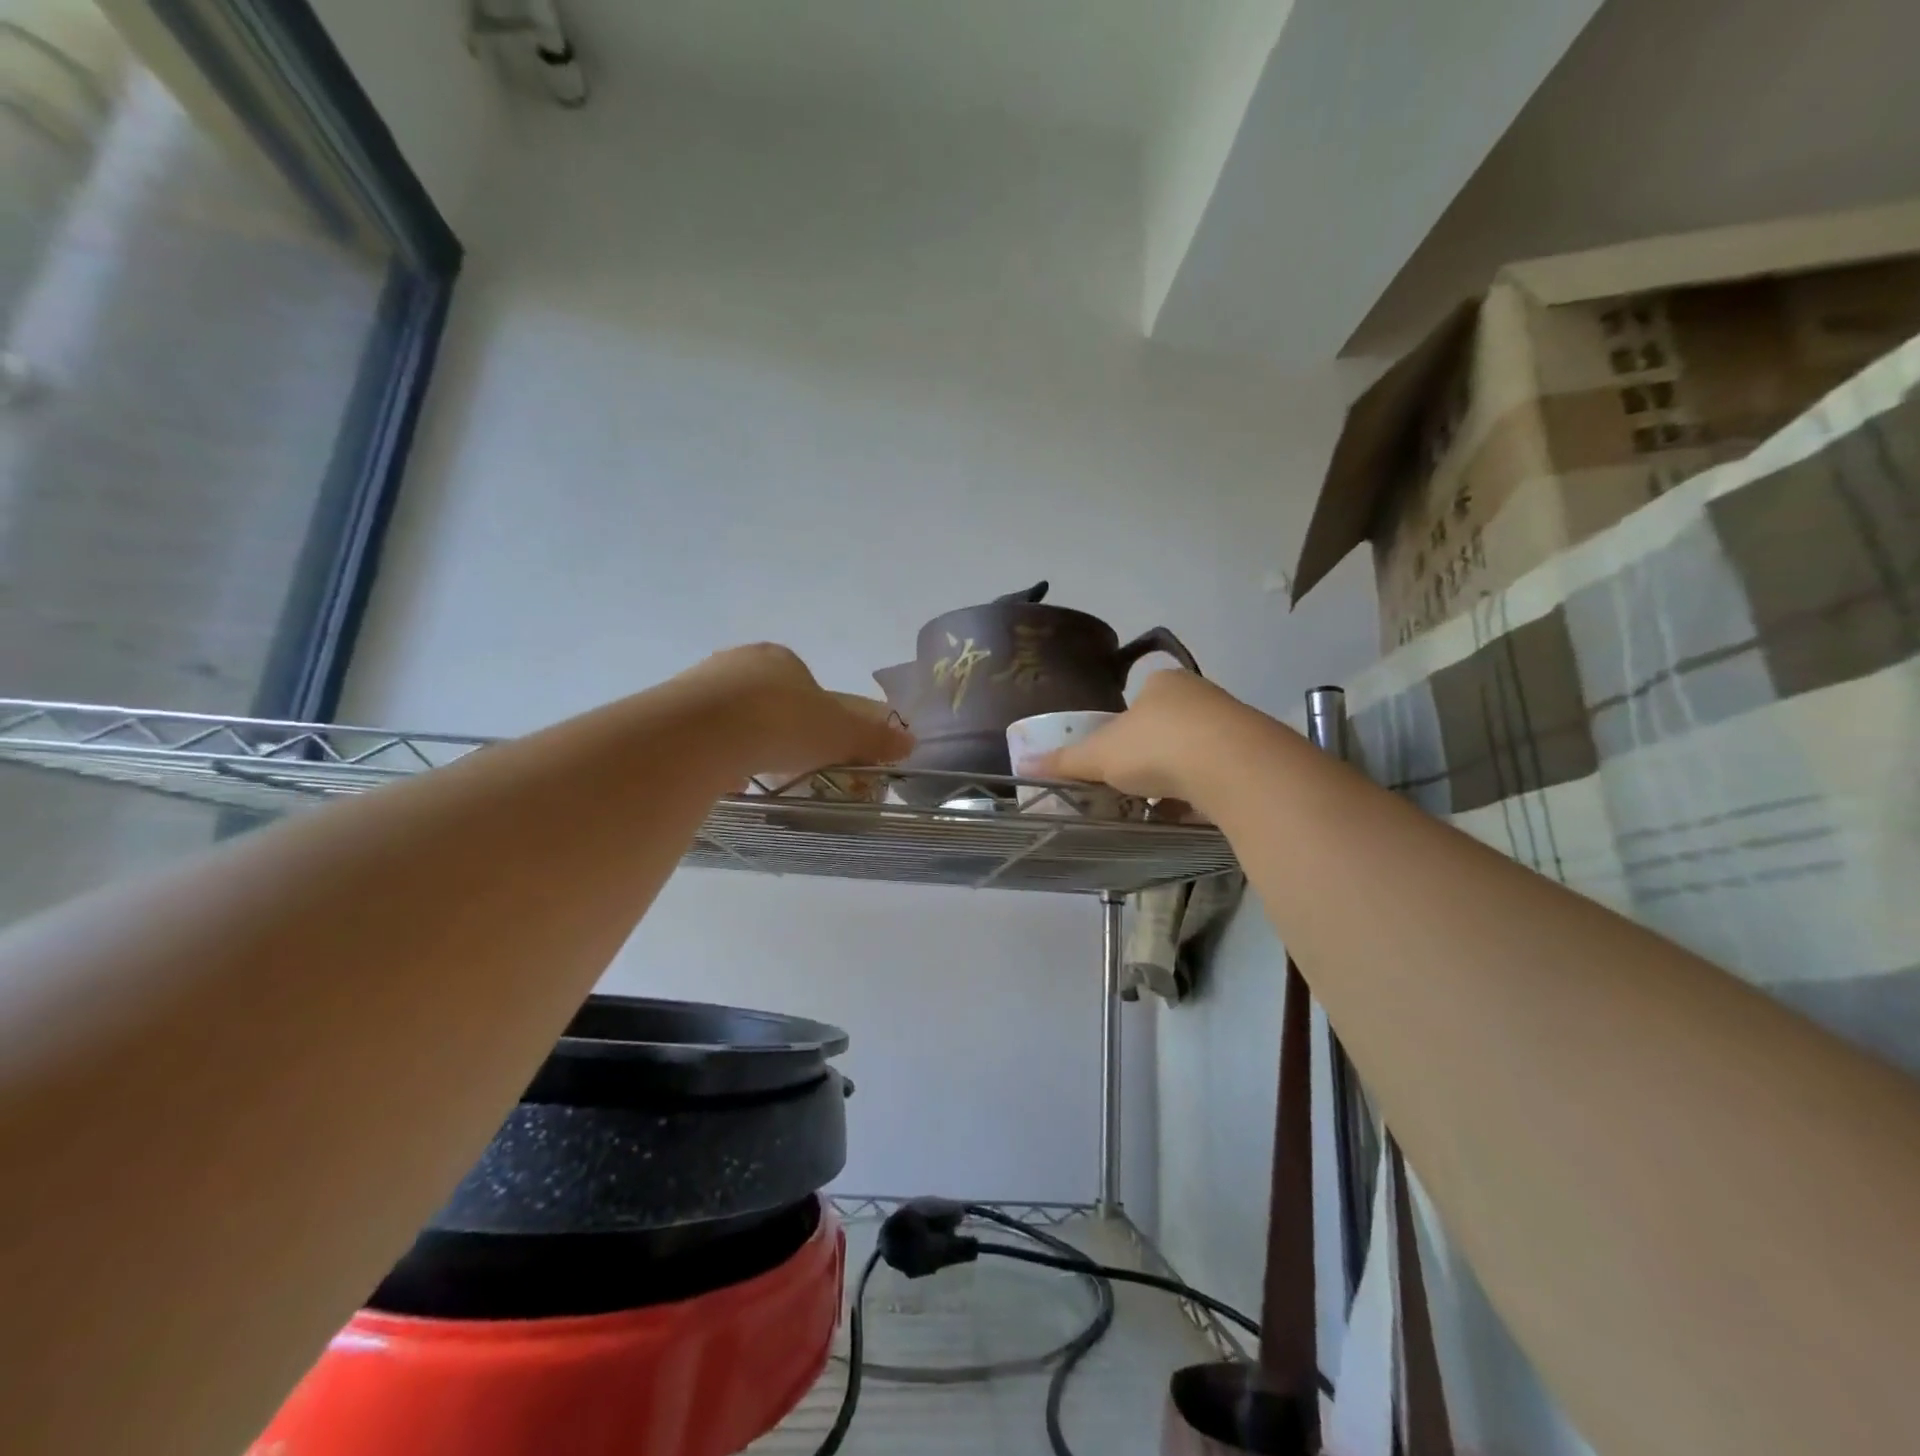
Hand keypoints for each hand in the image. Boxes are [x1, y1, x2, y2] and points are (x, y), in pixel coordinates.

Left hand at [673, 644, 913, 779]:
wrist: (704, 732)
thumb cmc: (783, 722)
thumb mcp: (841, 734)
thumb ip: (873, 738)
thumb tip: (909, 742)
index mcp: (781, 658)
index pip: (804, 683)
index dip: (816, 715)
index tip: (817, 745)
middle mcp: (737, 662)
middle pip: (766, 698)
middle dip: (778, 729)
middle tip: (787, 763)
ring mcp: (699, 683)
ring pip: (731, 716)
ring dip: (744, 741)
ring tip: (752, 775)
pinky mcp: (670, 710)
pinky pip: (701, 734)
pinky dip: (714, 754)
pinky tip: (721, 777)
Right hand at [1033, 670, 1252, 803]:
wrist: (1233, 766)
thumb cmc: (1156, 746)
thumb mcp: (1100, 755)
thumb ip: (1066, 761)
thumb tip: (1024, 763)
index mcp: (1163, 683)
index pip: (1139, 701)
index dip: (1123, 729)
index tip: (1115, 758)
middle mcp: (1201, 695)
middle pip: (1168, 727)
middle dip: (1151, 757)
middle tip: (1133, 785)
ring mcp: (1233, 724)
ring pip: (1196, 752)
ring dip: (1177, 778)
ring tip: (1159, 807)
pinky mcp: (1255, 757)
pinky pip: (1219, 776)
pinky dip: (1202, 795)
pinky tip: (1189, 815)